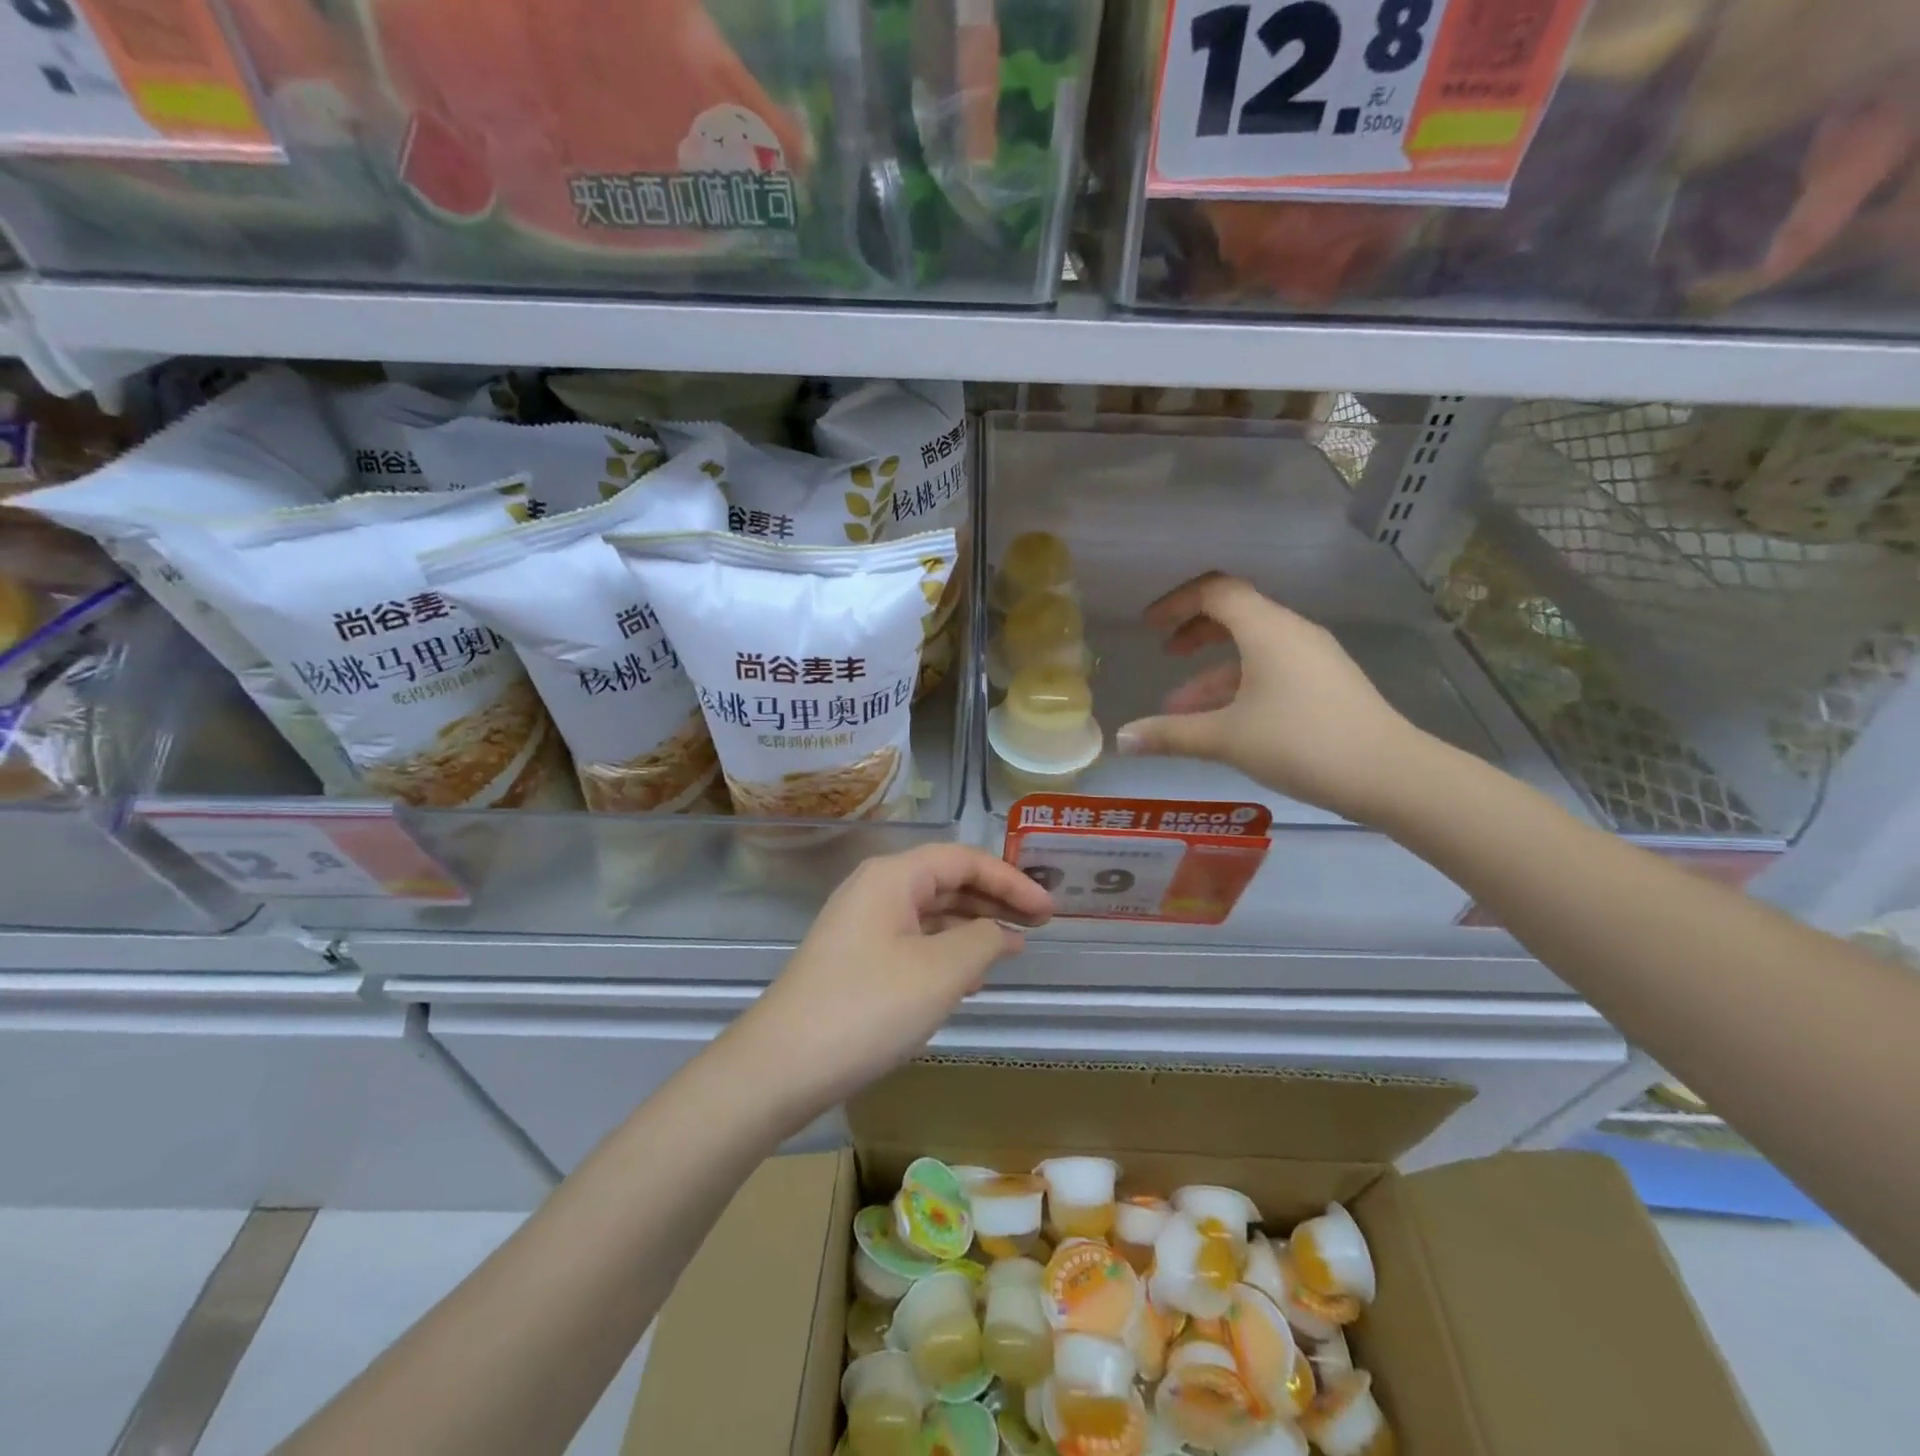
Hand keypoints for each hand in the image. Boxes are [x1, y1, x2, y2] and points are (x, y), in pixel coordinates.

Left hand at [729, 844, 1053, 1116]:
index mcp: (893, 876)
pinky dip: (945, 950)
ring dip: (971, 926)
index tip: (1049, 909)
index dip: (1010, 879)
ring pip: (929, 912)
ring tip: (1010, 949)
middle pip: (946, 880)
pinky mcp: (854, 959)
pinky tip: (966, 976)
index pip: (963, 858)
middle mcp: (874, 889)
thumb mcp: (941, 972)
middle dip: (993, 899)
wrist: (781, 1066)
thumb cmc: (868, 1007)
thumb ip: (982, 940)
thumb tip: (1001, 932)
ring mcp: (860, 925)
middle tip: (1038, 924)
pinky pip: (912, 940)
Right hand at [1115, 573, 1433, 824]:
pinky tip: (1222, 723)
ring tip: (1180, 710)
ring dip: (1212, 671)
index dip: (1176, 602)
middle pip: (1235, 613)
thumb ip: (1170, 734)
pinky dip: (1239, 685)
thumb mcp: (1226, 738)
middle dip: (1194, 631)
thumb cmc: (1301, 743)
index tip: (1149, 626)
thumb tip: (1121, 739)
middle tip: (1164, 653)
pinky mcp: (1326, 683)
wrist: (1389, 774)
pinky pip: (1272, 669)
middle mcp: (1291, 632)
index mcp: (1267, 629)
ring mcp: (1313, 657)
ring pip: (1252, 649)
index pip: (1215, 591)